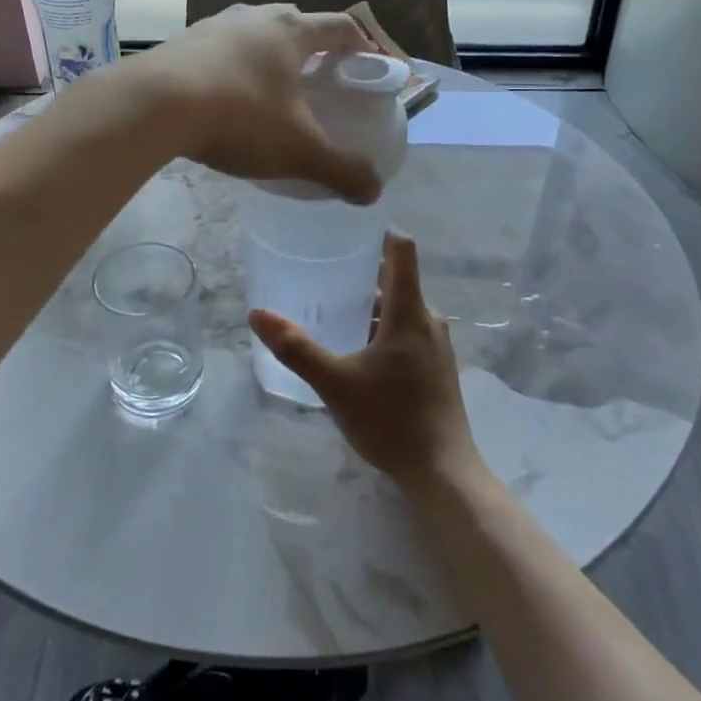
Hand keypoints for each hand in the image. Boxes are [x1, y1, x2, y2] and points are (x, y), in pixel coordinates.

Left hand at [132, 4, 381, 204]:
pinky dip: (230, 65)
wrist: (153, 105)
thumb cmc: (239, 117)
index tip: (368, 62)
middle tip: (318, 77)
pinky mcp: (180, 42)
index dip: (361, 42)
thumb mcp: (298, 150)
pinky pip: (218, 48)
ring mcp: (213, 26)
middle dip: (311, 46)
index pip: (340, 26)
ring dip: (266, 52)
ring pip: (252, 32)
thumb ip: (340, 170)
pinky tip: (223, 96)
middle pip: (294, 22)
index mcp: (291, 33)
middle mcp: (254, 18)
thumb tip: (373, 192)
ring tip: (269, 87)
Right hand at [250, 231, 481, 489]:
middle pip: (398, 279)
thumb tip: (257, 314)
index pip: (402, 250)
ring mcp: (437, 346)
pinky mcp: (437, 368)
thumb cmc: (391, 420)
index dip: (379, 232)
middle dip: (363, 271)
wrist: (443, 473)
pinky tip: (358, 347)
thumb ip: (297, 348)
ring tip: (334, 307)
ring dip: (372, 303)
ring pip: (402, 308)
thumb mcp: (335, 383)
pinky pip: (408, 331)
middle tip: (324, 269)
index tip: (348, 227)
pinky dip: (383, 327)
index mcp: (410, 312)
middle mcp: (429, 320)